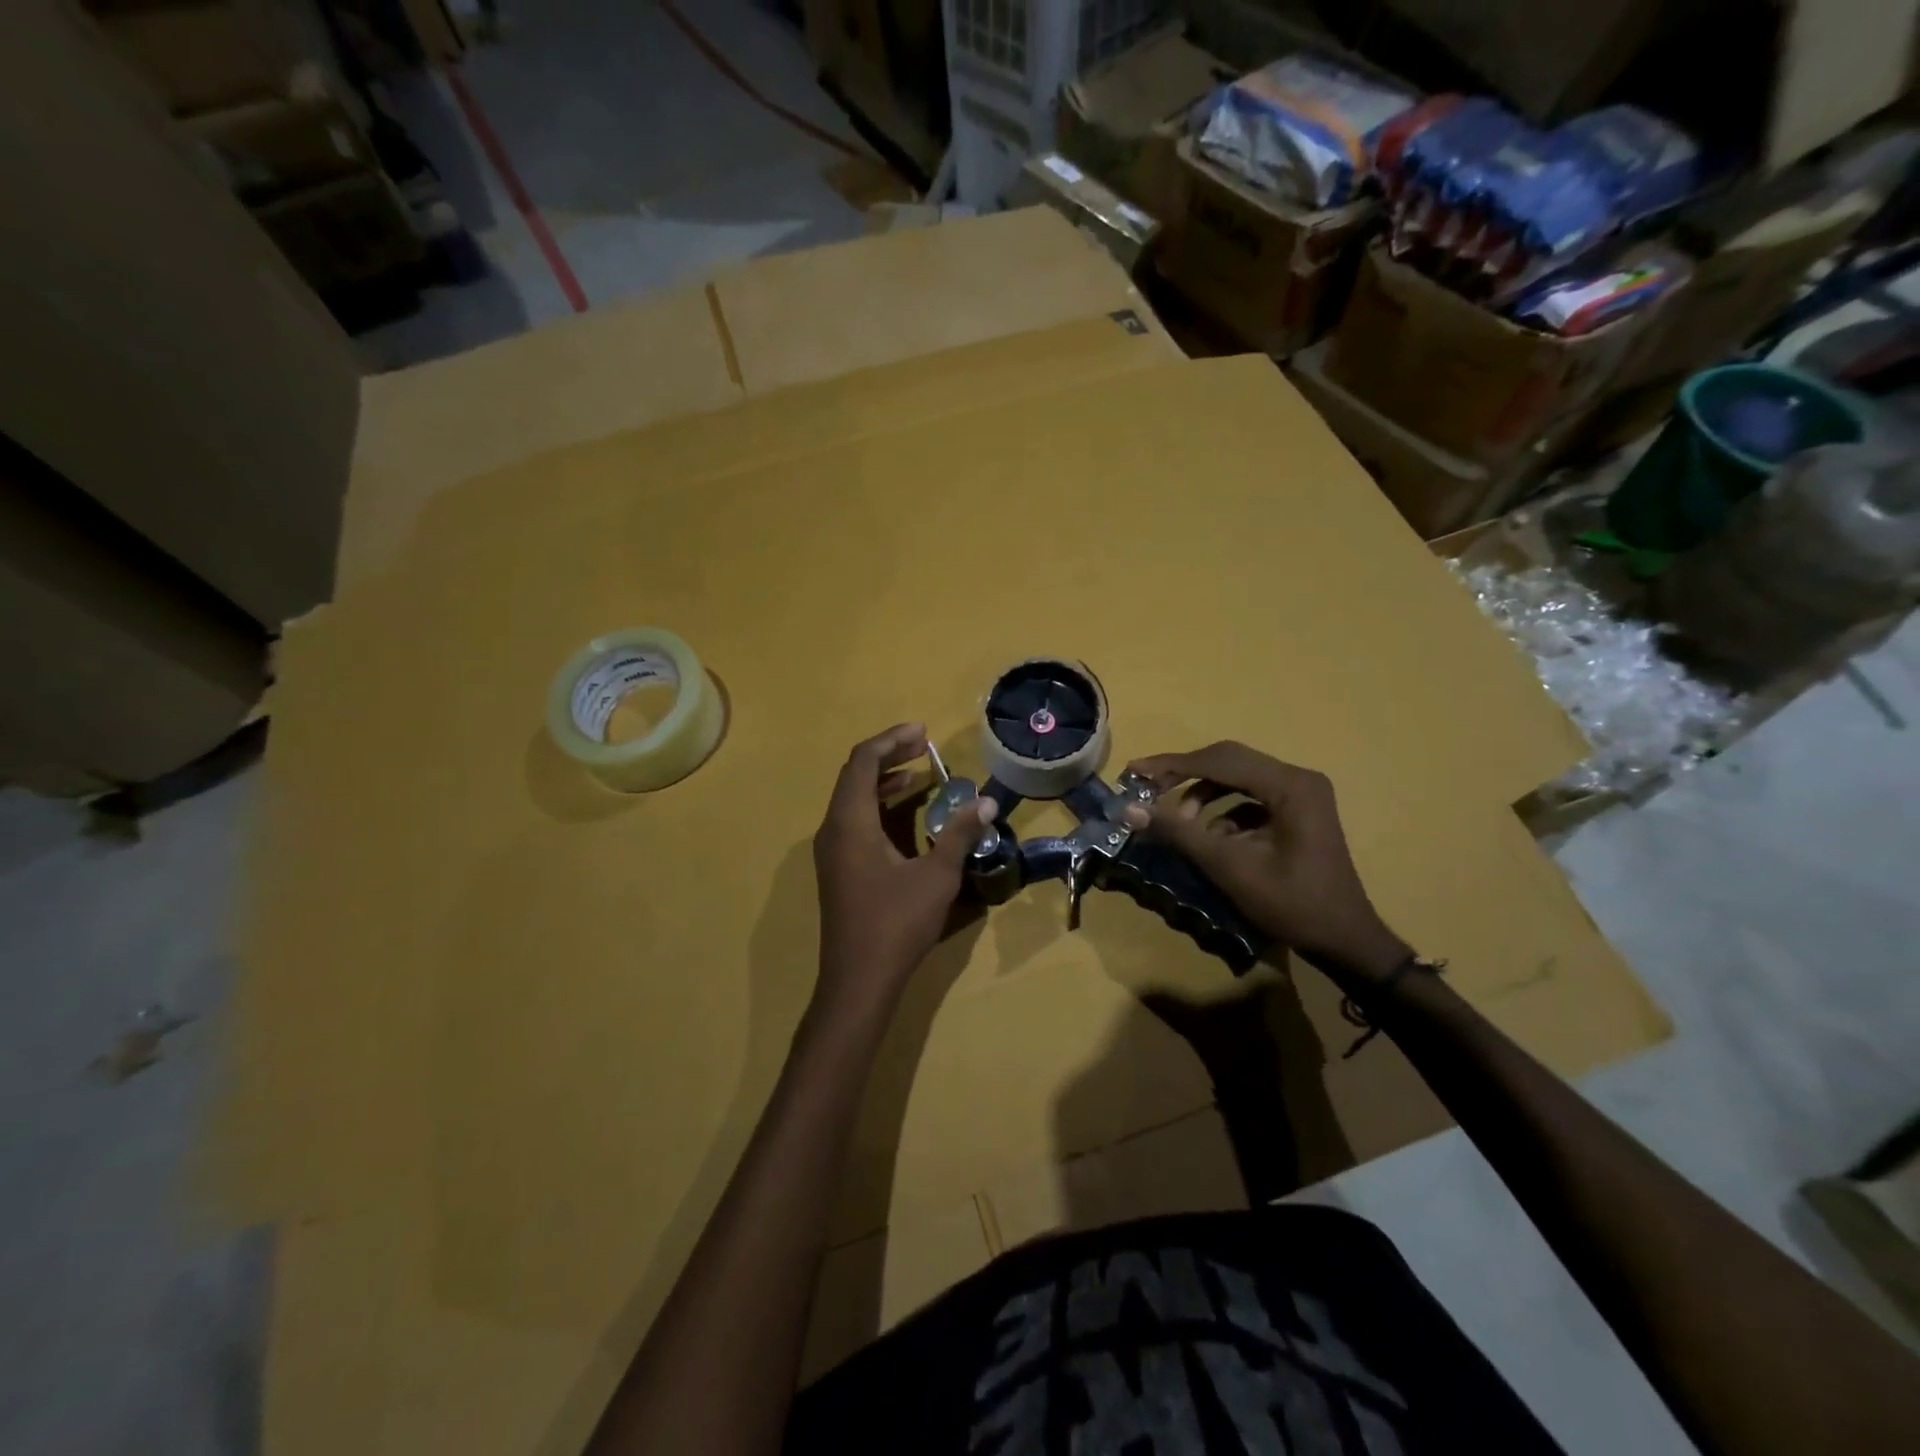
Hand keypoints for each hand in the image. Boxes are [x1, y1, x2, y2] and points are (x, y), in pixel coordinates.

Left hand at [811, 724, 996, 1012]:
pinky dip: (878, 807)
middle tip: (924, 747)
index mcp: (851, 822)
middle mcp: (833, 829)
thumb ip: (960, 835)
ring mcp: (831, 851)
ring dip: (883, 782)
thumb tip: (985, 803)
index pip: (862, 762)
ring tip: (919, 775)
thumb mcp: (937, 876)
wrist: (858, 980)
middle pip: (854, 776)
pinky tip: (905, 816)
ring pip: (852, 799)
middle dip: (888, 756)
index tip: (922, 733)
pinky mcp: (837, 868)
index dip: (891, 741)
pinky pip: (853, 820)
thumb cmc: (896, 923)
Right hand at [1123, 743, 1408, 984]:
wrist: (1345, 941)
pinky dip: (1223, 813)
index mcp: (1289, 785)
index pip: (1220, 760)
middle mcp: (1297, 779)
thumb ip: (1179, 833)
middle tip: (1147, 791)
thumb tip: (1130, 811)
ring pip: (1237, 780)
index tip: (1134, 772)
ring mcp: (1300, 795)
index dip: (1173, 765)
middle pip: (1229, 762)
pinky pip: (1250, 800)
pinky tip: (1210, 839)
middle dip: (1185, 776)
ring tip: (1178, 823)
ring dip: (1203, 796)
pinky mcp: (1297, 813)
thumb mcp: (1229, 868)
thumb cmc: (1292, 904)